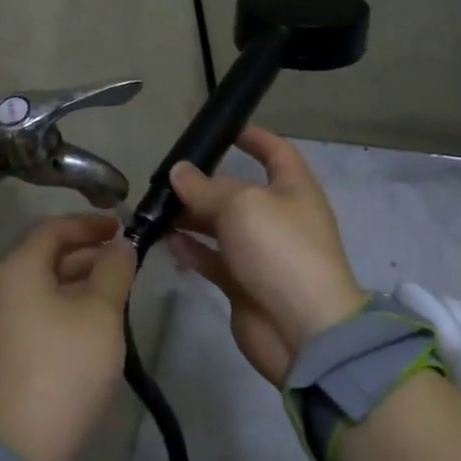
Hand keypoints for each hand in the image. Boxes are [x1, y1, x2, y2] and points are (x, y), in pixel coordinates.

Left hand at [0, 213, 136, 460]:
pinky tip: (90, 325)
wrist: (19, 450)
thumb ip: (113, 271)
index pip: (53, 228)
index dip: (89, 224)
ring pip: (40, 287)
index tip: (122, 226)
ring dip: (76, 282)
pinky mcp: (0, 355)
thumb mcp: (100, 313)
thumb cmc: (64, 368)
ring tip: (114, 292)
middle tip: (123, 260)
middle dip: (86, 253)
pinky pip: (34, 313)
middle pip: (44, 256)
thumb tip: (119, 246)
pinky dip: (63, 306)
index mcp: (16, 269)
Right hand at [167, 126, 364, 384]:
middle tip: (164, 180)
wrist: (303, 331)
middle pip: (237, 191)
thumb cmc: (280, 250)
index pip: (276, 152)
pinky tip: (166, 240)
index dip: (253, 137)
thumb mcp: (241, 206)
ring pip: (220, 226)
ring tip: (156, 209)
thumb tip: (178, 172)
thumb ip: (205, 189)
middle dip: (204, 184)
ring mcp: (260, 253)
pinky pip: (213, 259)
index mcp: (293, 189)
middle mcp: (278, 216)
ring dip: (191, 216)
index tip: (223, 129)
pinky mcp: (243, 284)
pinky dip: (191, 249)